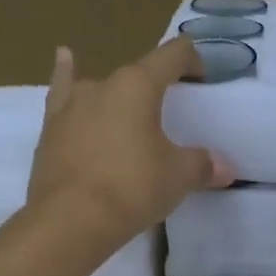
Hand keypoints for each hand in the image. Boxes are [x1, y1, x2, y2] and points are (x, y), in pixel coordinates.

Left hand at [28, 39, 233, 248]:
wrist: (70, 220)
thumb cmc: (132, 188)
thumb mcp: (178, 177)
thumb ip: (203, 165)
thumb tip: (225, 168)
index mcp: (138, 85)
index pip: (171, 55)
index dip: (191, 60)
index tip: (200, 80)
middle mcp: (102, 85)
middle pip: (136, 74)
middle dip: (155, 89)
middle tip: (168, 117)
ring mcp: (71, 105)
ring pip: (99, 87)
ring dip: (117, 93)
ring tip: (125, 97)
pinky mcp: (50, 130)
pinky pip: (61, 95)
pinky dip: (65, 77)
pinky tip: (64, 59)